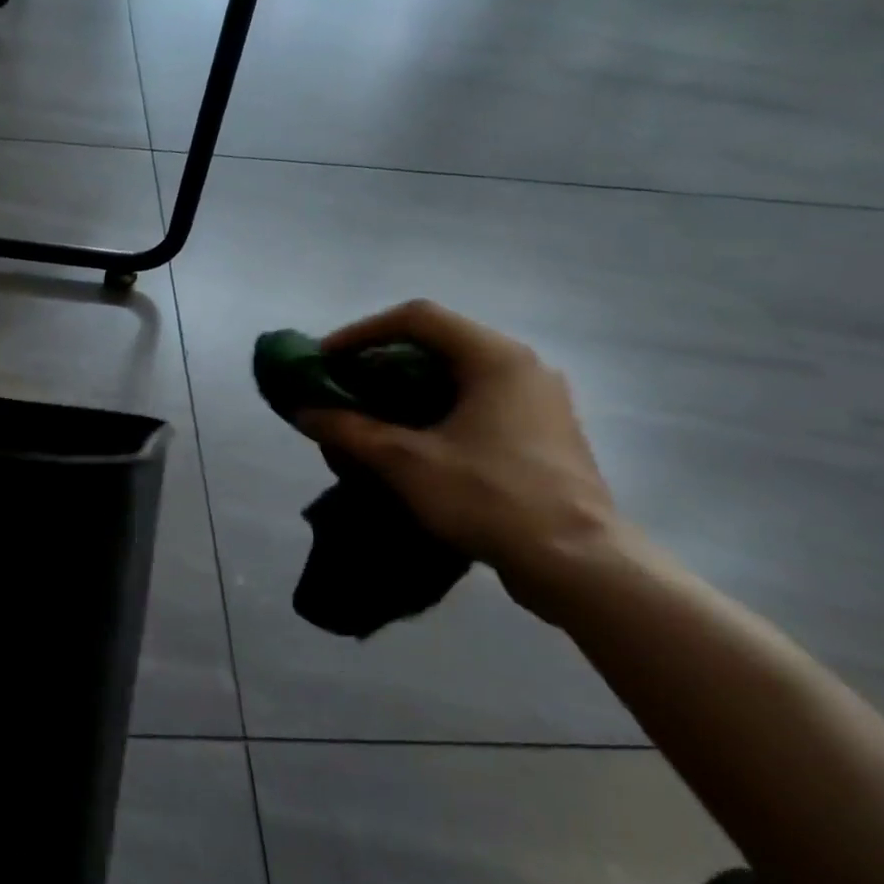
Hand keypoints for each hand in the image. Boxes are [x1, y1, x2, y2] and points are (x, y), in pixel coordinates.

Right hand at [295, 300, 619, 614]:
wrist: (580, 565)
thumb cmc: (491, 498)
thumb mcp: (406, 462)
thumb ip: (349, 429)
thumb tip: (303, 411)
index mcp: (495, 357)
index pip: (416, 318)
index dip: (362, 332)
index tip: (326, 359)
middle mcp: (522, 367)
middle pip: (438, 343)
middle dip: (382, 360)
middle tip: (343, 385)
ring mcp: (538, 401)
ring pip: (458, 375)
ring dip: (407, 386)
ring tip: (370, 412)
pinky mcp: (543, 434)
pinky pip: (477, 403)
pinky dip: (436, 409)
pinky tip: (413, 441)